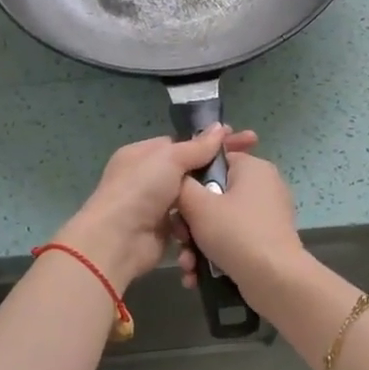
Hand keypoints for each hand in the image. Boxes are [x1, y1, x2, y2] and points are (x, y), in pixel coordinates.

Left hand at [58, 127, 259, 292]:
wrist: (117, 241)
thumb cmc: (140, 190)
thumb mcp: (169, 158)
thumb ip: (197, 146)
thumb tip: (220, 128)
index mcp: (143, 154)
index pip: (183, 143)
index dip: (213, 142)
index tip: (244, 140)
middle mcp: (147, 178)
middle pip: (190, 171)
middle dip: (216, 170)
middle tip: (251, 168)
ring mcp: (155, 206)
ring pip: (192, 199)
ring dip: (210, 200)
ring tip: (240, 197)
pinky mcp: (163, 232)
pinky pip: (188, 223)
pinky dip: (201, 223)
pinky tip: (222, 220)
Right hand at [174, 147, 304, 297]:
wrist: (275, 280)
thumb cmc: (235, 232)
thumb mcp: (197, 205)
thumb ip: (181, 185)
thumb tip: (178, 180)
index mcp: (253, 168)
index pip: (213, 161)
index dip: (190, 180)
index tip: (175, 202)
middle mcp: (263, 186)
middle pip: (213, 196)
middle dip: (189, 224)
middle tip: (180, 239)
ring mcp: (266, 216)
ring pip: (220, 223)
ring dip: (197, 245)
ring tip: (187, 265)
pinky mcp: (266, 242)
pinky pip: (233, 240)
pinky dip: (214, 255)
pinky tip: (196, 275)